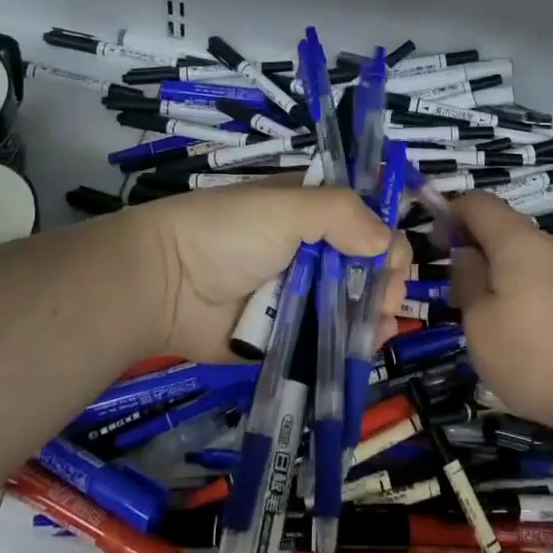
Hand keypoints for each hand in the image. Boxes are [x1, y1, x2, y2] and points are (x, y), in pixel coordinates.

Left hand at [125, 185, 409, 362]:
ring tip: (380, 326)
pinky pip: (330, 338)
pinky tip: (368, 345)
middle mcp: (311, 250)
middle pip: (366, 265)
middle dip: (385, 281)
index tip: (388, 261)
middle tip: (385, 299)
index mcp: (311, 211)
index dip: (384, 237)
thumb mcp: (285, 207)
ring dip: (376, 314)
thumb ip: (341, 214)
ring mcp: (300, 295)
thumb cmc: (227, 233)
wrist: (164, 285)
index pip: (365, 219)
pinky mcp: (288, 334)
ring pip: (354, 304)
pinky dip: (353, 342)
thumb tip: (387, 244)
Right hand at [448, 193, 552, 434]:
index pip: (478, 203)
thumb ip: (466, 278)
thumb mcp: (478, 321)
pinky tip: (510, 320)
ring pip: (519, 250)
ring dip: (493, 265)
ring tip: (477, 306)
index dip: (450, 212)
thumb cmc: (531, 356)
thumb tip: (465, 254)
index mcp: (517, 241)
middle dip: (470, 241)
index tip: (433, 243)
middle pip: (501, 224)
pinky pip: (537, 271)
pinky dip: (515, 281)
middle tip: (451, 281)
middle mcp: (545, 244)